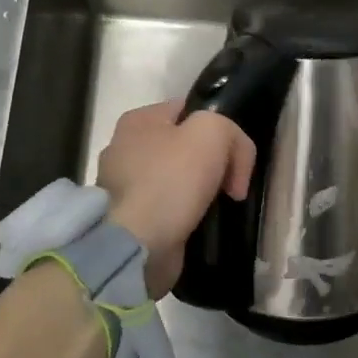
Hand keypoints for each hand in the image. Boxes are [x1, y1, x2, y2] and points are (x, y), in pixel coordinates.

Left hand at [95, 100, 254, 297]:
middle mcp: (123, 148)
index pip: (191, 111)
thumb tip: (233, 161)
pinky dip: (183, 217)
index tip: (236, 159)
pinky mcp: (126, 220)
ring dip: (198, 193)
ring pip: (176, 179)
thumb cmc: (171, 180)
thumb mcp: (213, 133)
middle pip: (184, 146)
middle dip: (211, 164)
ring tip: (216, 209)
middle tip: (231, 187)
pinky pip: (166, 209)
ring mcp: (121, 187)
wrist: (136, 246)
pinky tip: (196, 225)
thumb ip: (230, 132)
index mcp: (138, 120)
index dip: (220, 131)